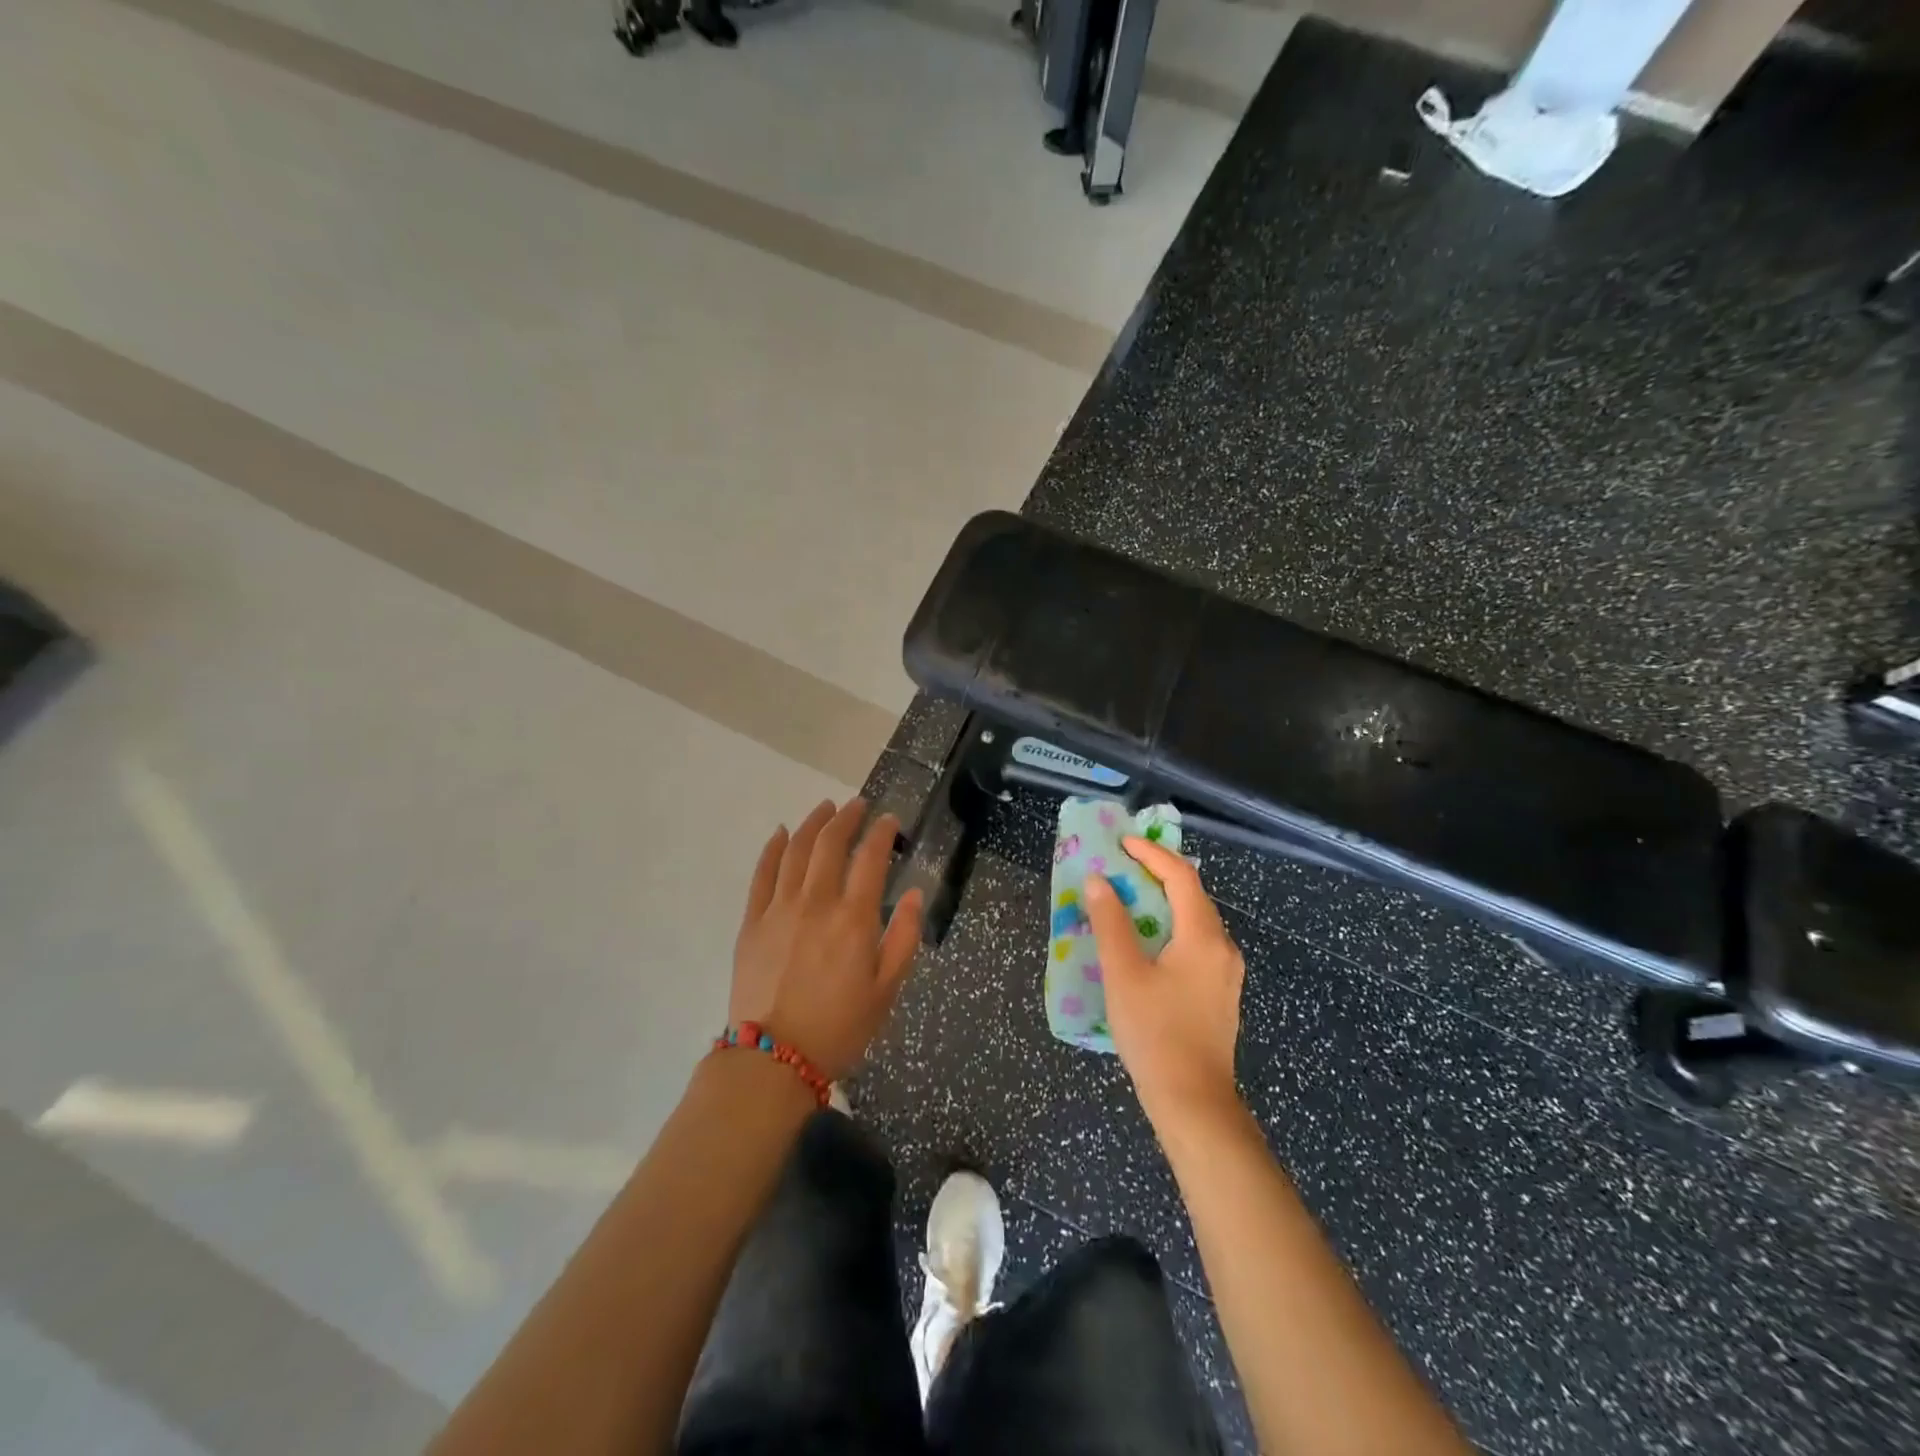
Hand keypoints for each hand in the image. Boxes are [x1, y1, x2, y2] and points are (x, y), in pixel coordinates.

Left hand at [730, 797, 923, 1079]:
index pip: (871, 858)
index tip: (890, 820)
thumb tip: (916, 894)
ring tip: (825, 808)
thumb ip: (904, 937)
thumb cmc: (841, 1028)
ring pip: (796, 850)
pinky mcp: (752, 921)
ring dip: (813, 823)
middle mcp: (816, 902)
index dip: (882, 832)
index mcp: (854, 918)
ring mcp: (779, 909)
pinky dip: (773, 848)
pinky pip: (762, 873)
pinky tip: (781, 833)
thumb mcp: (887, 989)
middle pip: (831, 843)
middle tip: (857, 805)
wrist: (774, 1059)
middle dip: (847, 817)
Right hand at [1084, 836, 1245, 1126]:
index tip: (1122, 844)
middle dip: (1158, 874)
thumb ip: (1111, 922)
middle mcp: (1223, 948)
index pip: (1181, 877)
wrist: (1194, 1102)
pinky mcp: (1220, 993)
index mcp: (1203, 937)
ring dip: (1164, 902)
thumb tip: (1099, 881)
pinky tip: (1148, 942)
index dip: (1152, 855)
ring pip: (1196, 921)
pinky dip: (1171, 928)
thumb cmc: (1156, 1033)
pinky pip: (1197, 943)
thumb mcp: (1124, 974)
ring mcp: (1226, 973)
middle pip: (1193, 896)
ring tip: (1130, 898)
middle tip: (1122, 866)